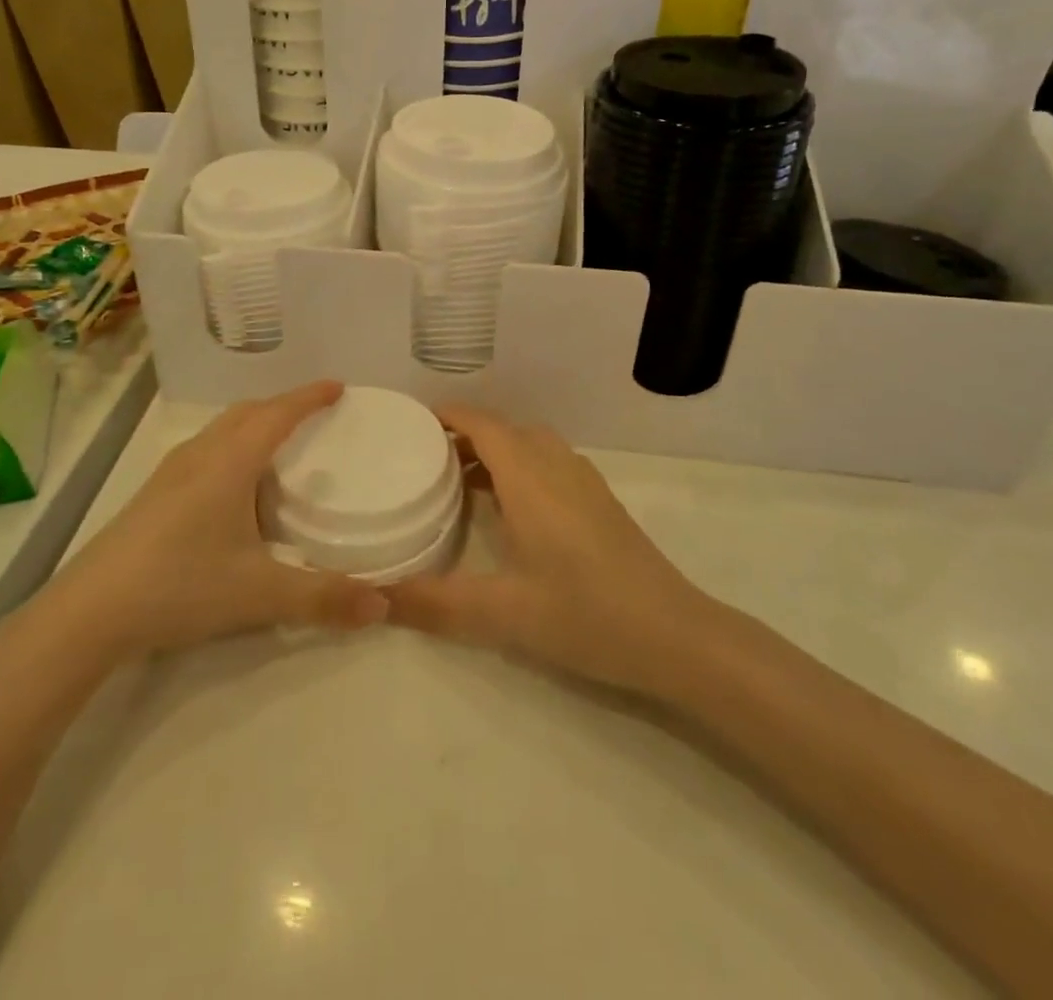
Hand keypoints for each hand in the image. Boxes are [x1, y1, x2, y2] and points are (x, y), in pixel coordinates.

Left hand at [40, 382, 388, 664]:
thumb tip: (383, 606)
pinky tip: (234, 486)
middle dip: (283, 405)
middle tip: (315, 415)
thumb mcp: (260, 594)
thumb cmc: (180, 586)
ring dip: (254, 424)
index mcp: (230, 463)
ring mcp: (171, 473)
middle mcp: (200, 455)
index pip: (278, 414)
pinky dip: (232, 446)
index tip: (338, 387)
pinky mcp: (154, 494)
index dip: (309, 397)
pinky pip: (205, 450)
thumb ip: (323, 598)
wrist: (90, 612)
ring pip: (221, 430)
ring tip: (280, 444)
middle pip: (247, 413)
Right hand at [386, 405, 713, 696]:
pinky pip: (551, 463)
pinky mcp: (601, 502)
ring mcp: (585, 482)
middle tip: (427, 458)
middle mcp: (557, 467)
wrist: (675, 635)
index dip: (449, 415)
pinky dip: (521, 467)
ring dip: (496, 450)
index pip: (484, 424)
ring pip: (532, 445)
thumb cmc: (586, 614)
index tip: (413, 423)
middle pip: (506, 429)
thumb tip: (377, 598)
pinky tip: (513, 510)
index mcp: (530, 478)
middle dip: (466, 435)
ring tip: (462, 481)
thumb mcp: (503, 614)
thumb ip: (436, 604)